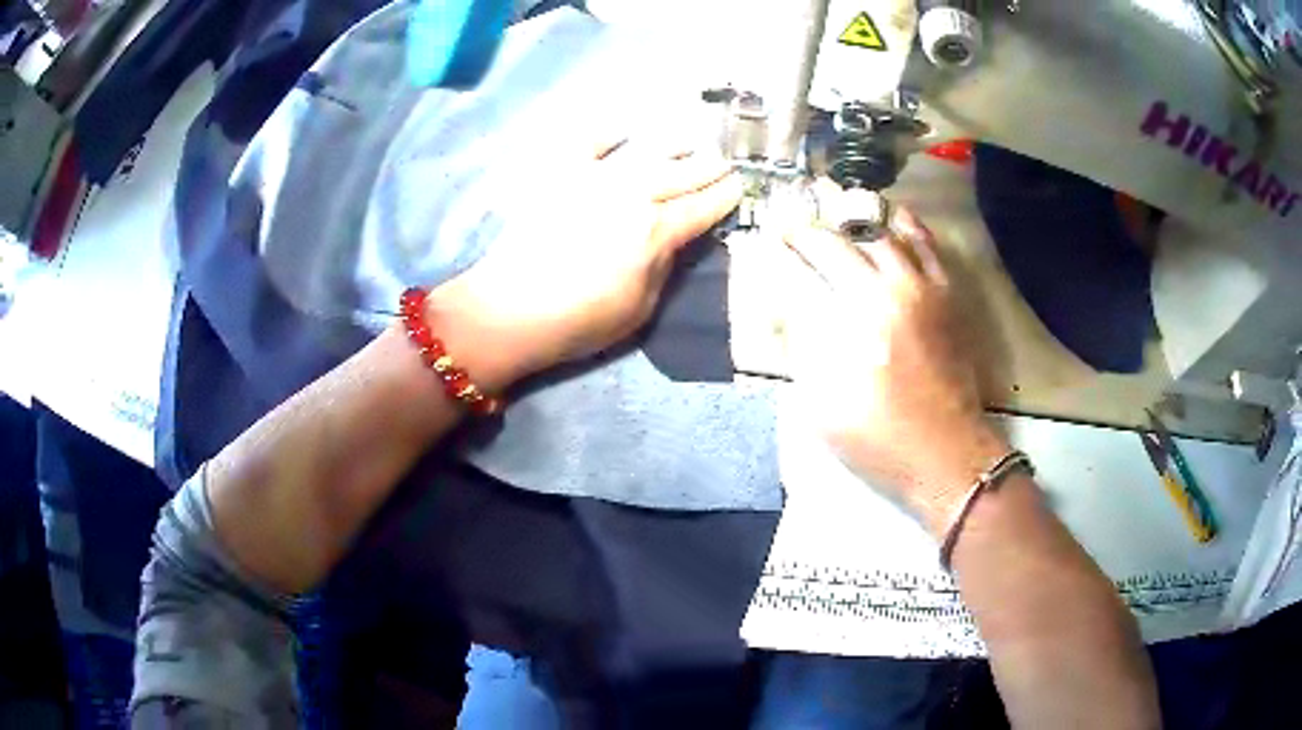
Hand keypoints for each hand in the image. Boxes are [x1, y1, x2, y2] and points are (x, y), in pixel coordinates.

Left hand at [426, 132, 742, 390]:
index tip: (741, 186)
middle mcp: (632, 195)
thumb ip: (664, 268)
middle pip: (681, 174)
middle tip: (725, 160)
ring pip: (644, 153)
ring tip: (689, 140)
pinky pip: (587, 144)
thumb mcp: (640, 309)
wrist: (510, 311)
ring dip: (672, 145)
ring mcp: (594, 178)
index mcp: (656, 231)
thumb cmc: (580, 321)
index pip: (702, 207)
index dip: (726, 196)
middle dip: (708, 166)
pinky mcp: (559, 175)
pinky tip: (620, 132)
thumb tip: (674, 239)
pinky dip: (605, 134)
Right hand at [780, 192, 1006, 534]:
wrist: (945, 452)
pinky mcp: (944, 293)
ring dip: (847, 222)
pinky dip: (903, 224)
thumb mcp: (820, 407)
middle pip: (834, 244)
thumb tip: (785, 307)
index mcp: (843, 329)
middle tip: (790, 230)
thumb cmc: (877, 439)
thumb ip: (800, 350)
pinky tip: (889, 218)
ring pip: (877, 232)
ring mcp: (918, 288)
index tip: (759, 244)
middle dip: (804, 233)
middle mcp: (880, 295)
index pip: (796, 274)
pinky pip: (924, 243)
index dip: (773, 256)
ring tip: (831, 218)